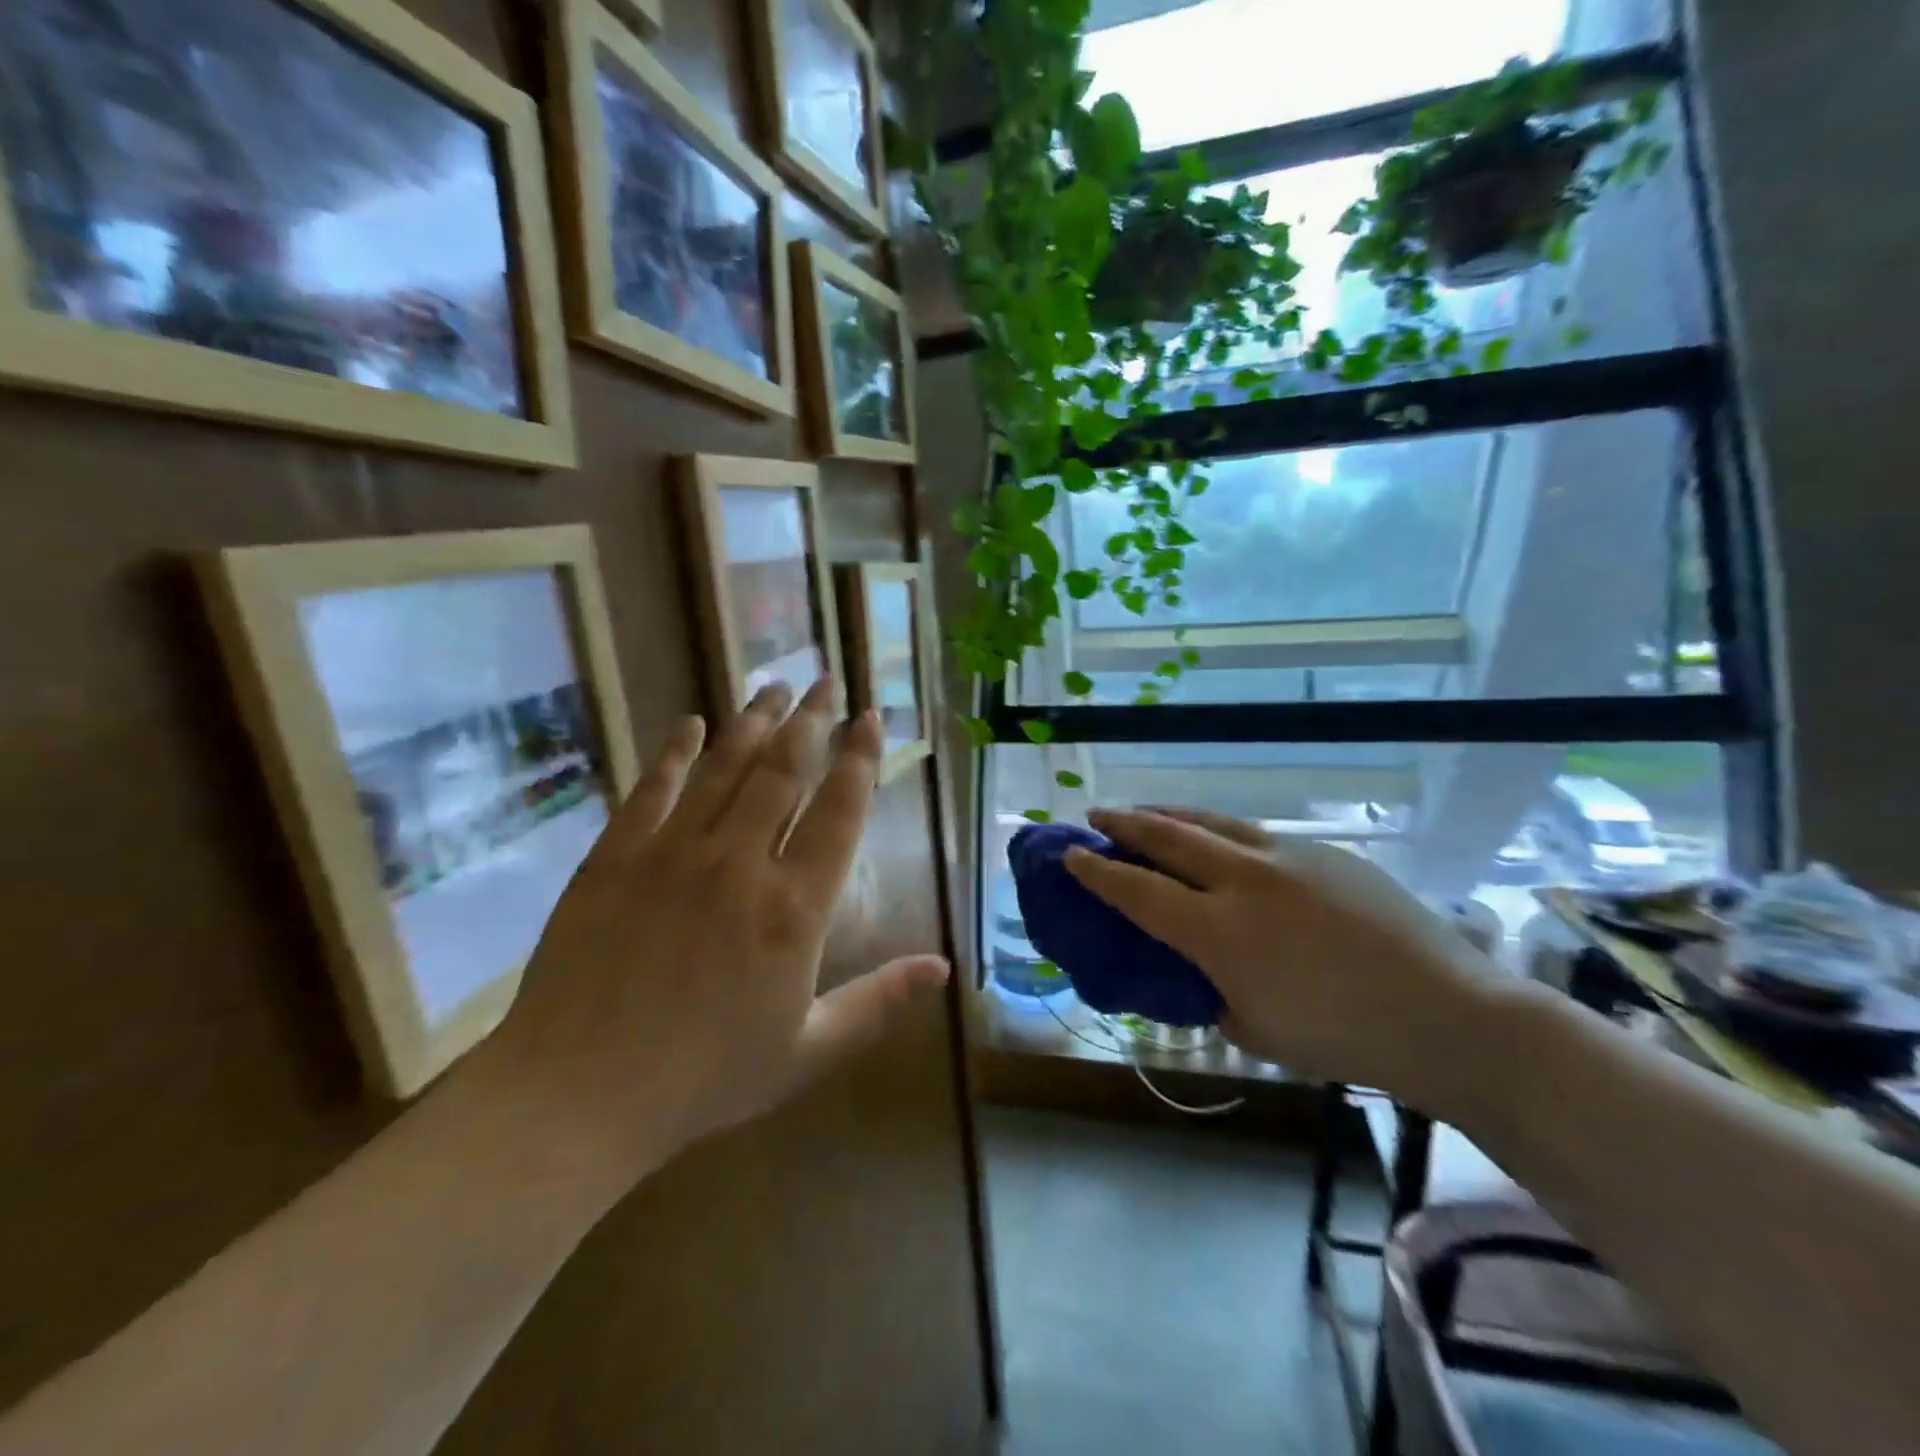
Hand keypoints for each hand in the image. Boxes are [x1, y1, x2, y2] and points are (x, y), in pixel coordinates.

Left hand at [470, 679, 949, 1199]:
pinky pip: (653, 788)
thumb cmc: (705, 1078)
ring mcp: (673, 852)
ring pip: (725, 767)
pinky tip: (690, 724)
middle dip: (811, 720)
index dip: (860, 758)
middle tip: (826, 681)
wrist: (577, 1095)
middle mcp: (740, 861)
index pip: (839, 810)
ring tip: (775, 686)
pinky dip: (675, 752)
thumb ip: (879, 1002)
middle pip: (785, 770)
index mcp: (794, 907)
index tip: (871, 718)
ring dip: (754, 722)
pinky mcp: (616, 856)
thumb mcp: (808, 1051)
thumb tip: (943, 966)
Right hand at [1066, 807, 1500, 1107]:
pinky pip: (1253, 832)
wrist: (1447, 1014)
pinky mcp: (1322, 851)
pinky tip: (1217, 839)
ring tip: (1144, 811)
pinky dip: (1217, 829)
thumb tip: (1189, 965)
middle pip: (1166, 835)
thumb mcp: (1250, 1028)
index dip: (1096, 871)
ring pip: (1209, 820)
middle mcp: (1242, 879)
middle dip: (1123, 823)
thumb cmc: (1340, 1037)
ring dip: (1167, 813)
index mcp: (1217, 930)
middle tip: (1096, 815)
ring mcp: (1285, 856)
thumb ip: (1206, 989)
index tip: (1069, 854)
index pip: (1136, 889)